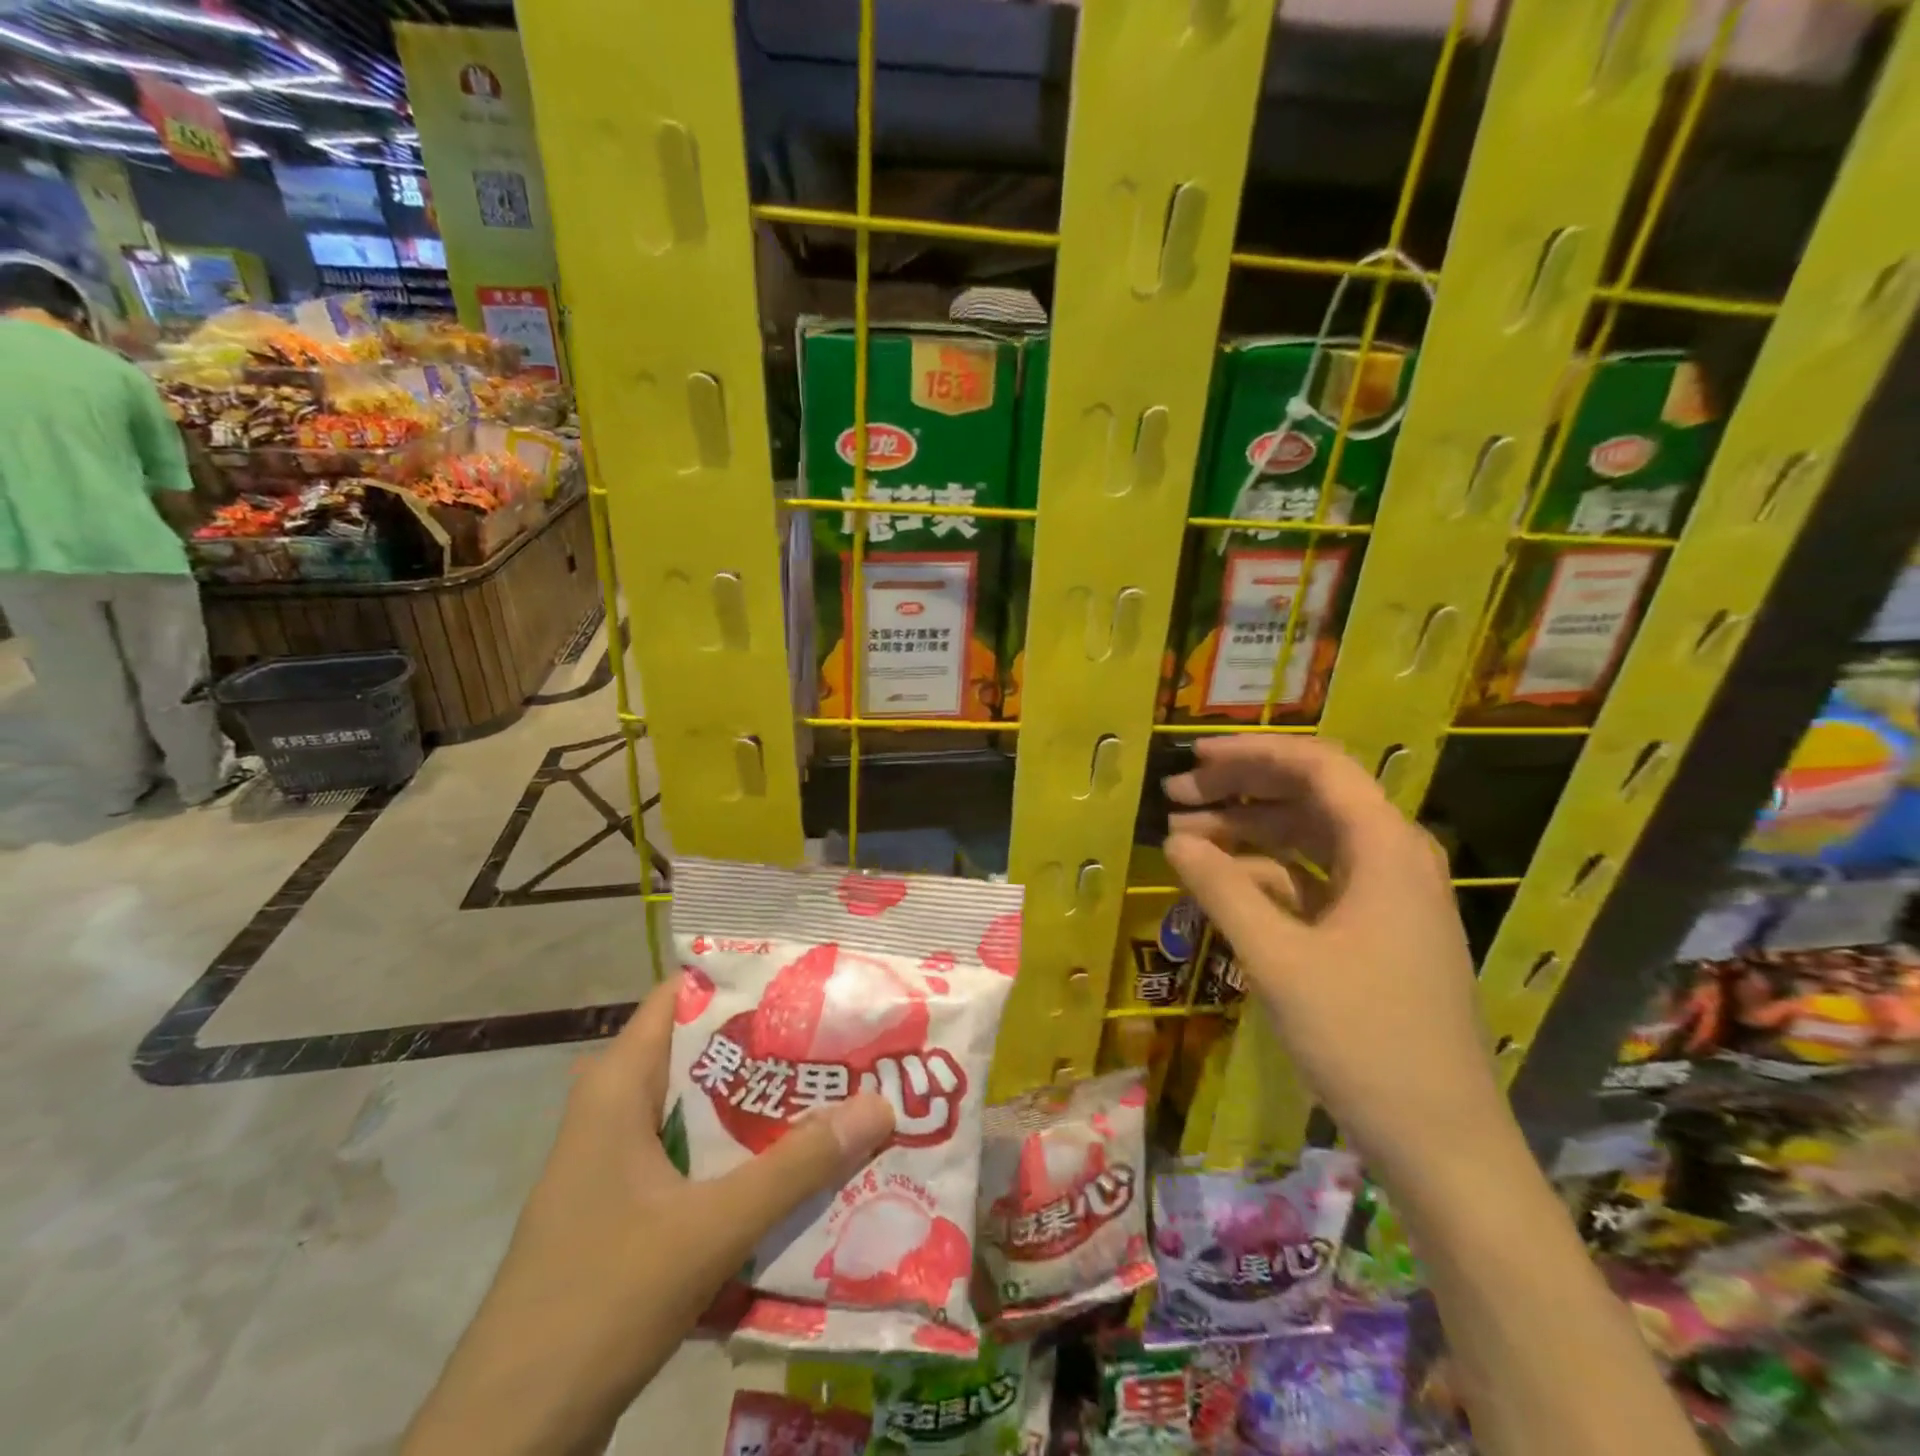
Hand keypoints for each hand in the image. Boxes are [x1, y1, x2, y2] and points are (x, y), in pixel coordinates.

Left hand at [403, 976, 894, 1455]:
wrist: (509, 1439)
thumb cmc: (600, 1302)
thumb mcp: (711, 1228)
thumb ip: (797, 1166)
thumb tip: (881, 1104)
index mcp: (618, 1085)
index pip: (683, 996)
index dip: (745, 979)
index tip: (811, 979)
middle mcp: (614, 1108)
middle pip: (703, 1052)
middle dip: (771, 1045)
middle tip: (843, 1035)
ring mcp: (617, 1162)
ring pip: (701, 1108)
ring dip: (761, 1105)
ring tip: (836, 1090)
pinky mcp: (626, 1208)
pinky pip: (695, 1157)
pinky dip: (742, 1154)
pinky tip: (797, 1167)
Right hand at [1163, 736, 1507, 1179]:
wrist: (1442, 1141)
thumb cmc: (1363, 1039)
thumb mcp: (1279, 959)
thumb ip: (1222, 889)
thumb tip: (1173, 839)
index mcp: (1386, 847)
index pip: (1317, 766)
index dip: (1251, 753)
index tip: (1194, 757)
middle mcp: (1393, 857)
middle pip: (1309, 796)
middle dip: (1239, 790)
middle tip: (1175, 796)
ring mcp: (1387, 896)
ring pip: (1308, 838)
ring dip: (1247, 832)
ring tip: (1184, 837)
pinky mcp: (1375, 930)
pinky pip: (1314, 880)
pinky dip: (1267, 874)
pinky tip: (1222, 884)